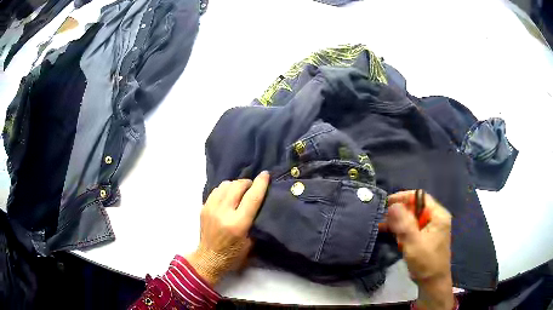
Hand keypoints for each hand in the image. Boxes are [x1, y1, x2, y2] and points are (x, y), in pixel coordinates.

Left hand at [186, 172, 269, 285]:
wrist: (209, 258)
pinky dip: (225, 189)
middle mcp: (223, 213)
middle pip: (237, 186)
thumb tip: (259, 202)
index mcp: (238, 224)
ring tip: (240, 191)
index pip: (252, 198)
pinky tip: (228, 196)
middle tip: (253, 187)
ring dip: (235, 185)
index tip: (266, 174)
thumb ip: (254, 220)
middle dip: (248, 183)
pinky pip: (216, 190)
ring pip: (225, 185)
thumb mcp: (251, 242)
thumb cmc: (233, 254)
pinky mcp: (203, 207)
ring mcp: (211, 208)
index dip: (260, 184)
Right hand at [386, 191, 454, 309]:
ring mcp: (431, 229)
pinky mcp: (426, 238)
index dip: (404, 197)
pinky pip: (413, 229)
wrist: (432, 283)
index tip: (387, 203)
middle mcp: (436, 219)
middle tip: (383, 218)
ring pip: (412, 219)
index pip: (420, 197)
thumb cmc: (426, 262)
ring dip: (399, 223)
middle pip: (415, 208)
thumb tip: (392, 205)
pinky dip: (402, 231)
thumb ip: (403, 223)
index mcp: (438, 215)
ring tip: (383, 227)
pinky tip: (392, 235)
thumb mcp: (413, 242)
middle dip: (399, 212)